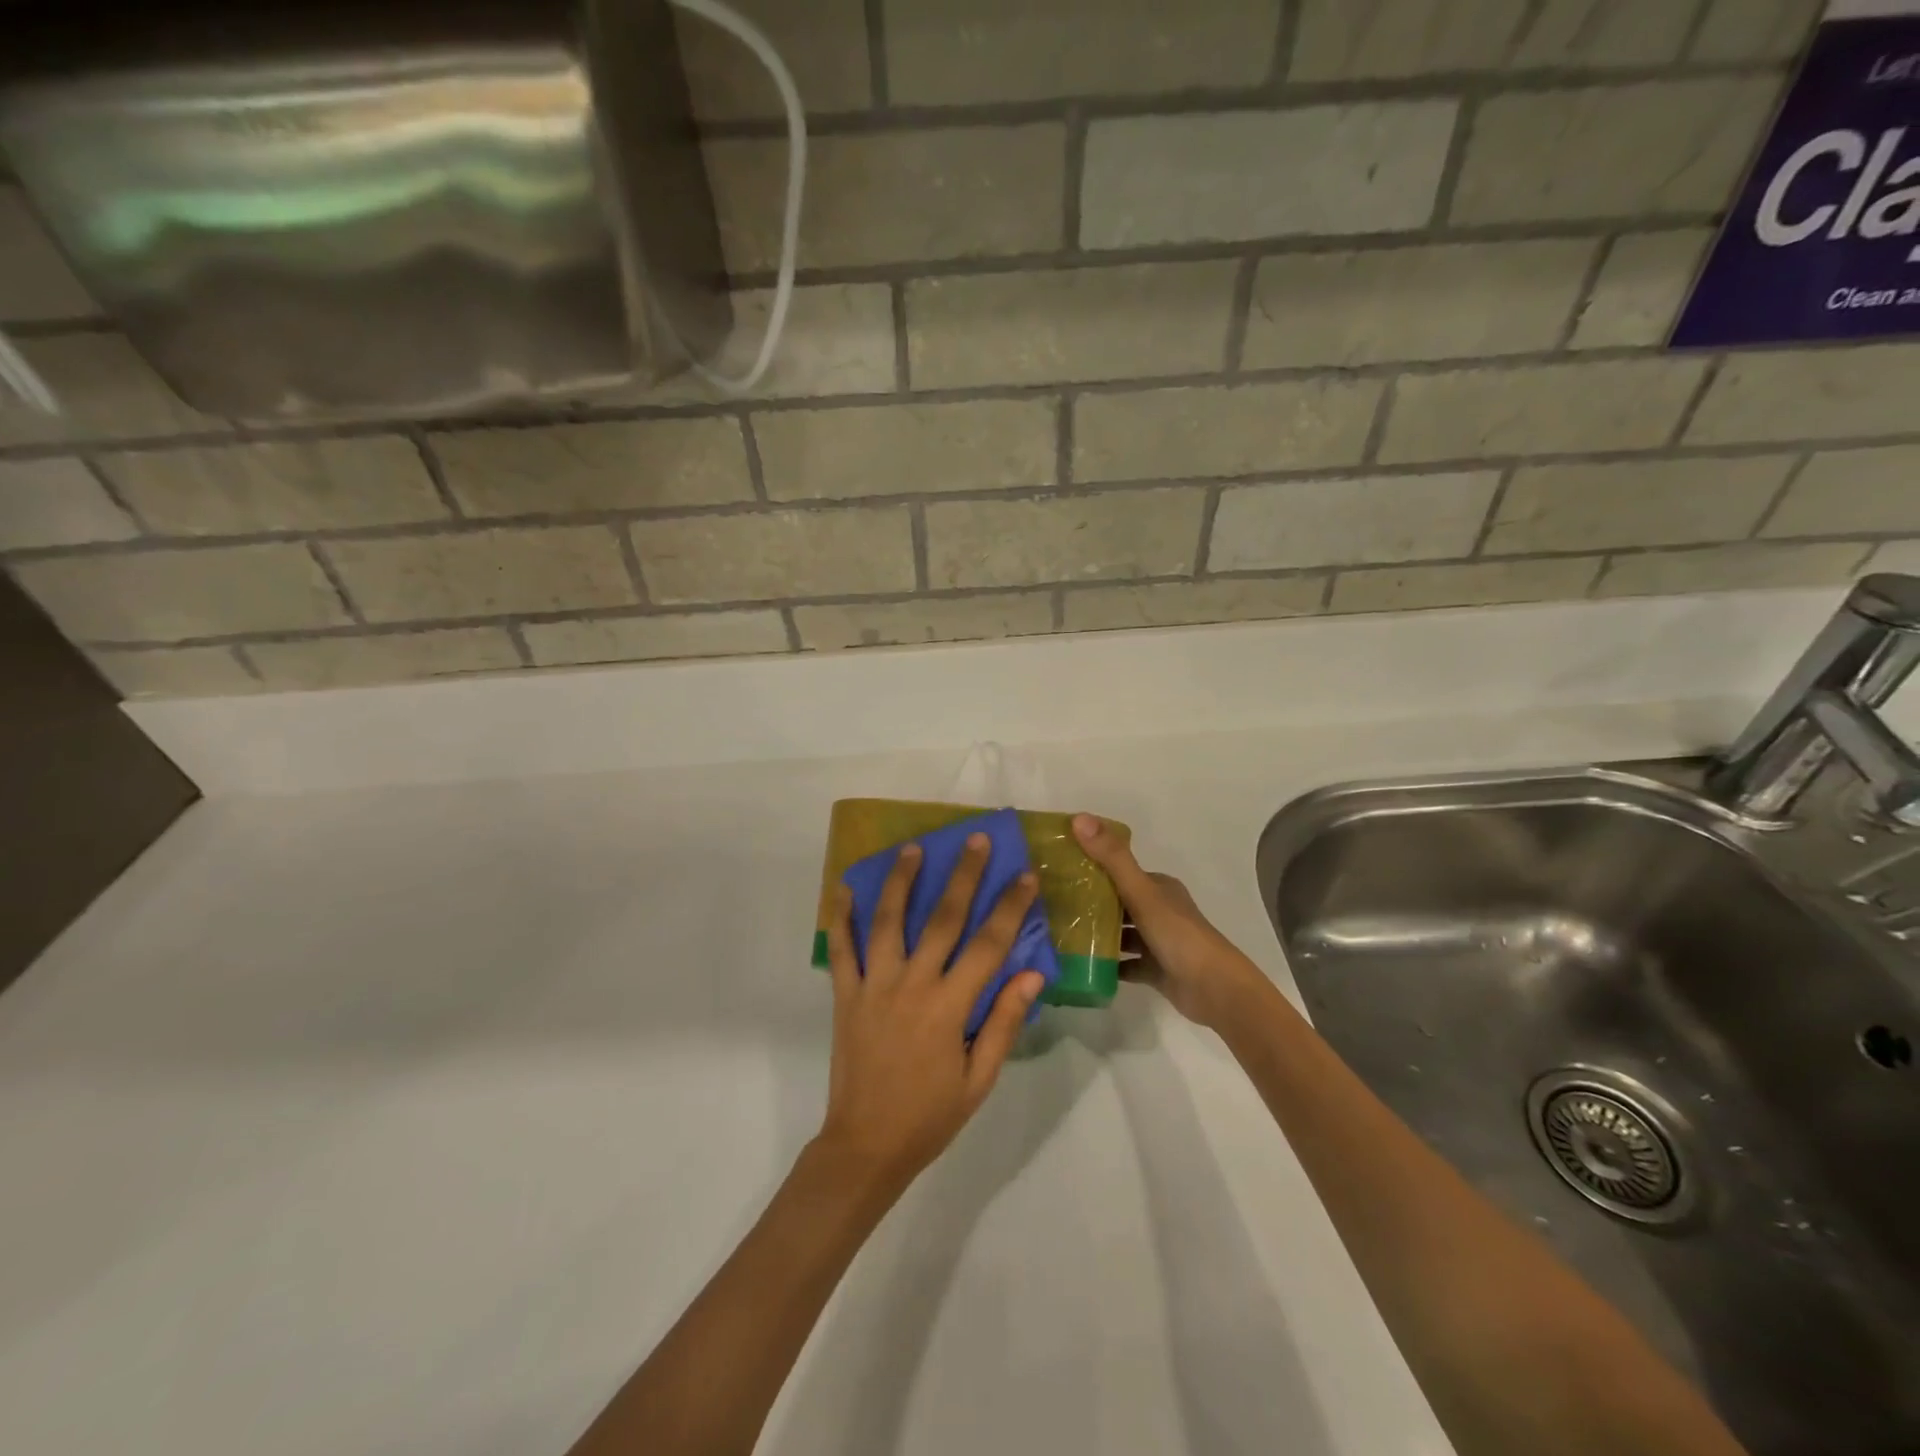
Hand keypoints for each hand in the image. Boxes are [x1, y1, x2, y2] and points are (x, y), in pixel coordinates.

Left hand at [817, 834, 1045, 1189]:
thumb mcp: (979, 1080)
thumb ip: (1003, 1023)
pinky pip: (842, 949)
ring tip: (912, 848)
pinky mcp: (845, 995)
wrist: (865, 1146)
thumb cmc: (930, 1116)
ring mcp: (874, 986)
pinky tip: (845, 888)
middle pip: (942, 919)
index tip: (1024, 875)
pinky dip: (842, 917)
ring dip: (901, 881)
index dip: (1009, 907)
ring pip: (888, 922)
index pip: (988, 945)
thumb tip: (1032, 974)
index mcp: (949, 1007)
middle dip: (962, 876)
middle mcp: (912, 985)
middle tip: (973, 840)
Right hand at [1072, 814, 1265, 1031]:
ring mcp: (1158, 942)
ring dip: (1097, 933)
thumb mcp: (1142, 892)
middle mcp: (1159, 910)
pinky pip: (1125, 964)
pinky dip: (1107, 964)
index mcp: (1159, 888)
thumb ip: (1112, 858)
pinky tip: (1081, 965)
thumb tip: (1080, 818)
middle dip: (1090, 903)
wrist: (1214, 989)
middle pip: (1119, 902)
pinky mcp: (1156, 970)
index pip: (1121, 872)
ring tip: (1060, 933)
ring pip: (1121, 933)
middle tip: (1053, 904)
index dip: (1093, 868)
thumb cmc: (1178, 934)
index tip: (1060, 870)